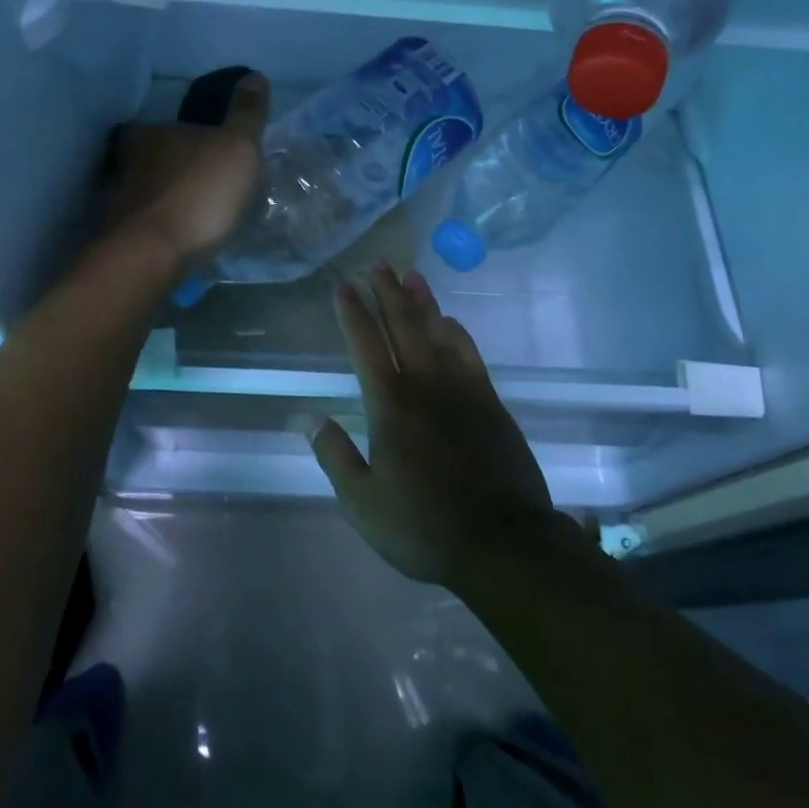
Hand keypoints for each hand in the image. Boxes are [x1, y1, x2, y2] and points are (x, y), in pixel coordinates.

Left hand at [104, 73, 268, 269]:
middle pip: (156, 157)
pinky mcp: (116, 235)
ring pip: (147, 190)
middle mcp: (125, 159)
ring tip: (198, 216)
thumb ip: (246, 114)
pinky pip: (145, 222)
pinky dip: (160, 225)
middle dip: (179, 168)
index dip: (192, 136)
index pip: (169, 124)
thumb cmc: (199, 193)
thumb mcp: (238, 147)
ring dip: (168, 198)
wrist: (150, 256)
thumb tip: (254, 76)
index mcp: (150, 131)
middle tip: (210, 185)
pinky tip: (180, 238)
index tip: (212, 151)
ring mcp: (116, 199)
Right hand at [310, 265, 562, 588]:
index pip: (366, 346)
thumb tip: (305, 417)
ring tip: (411, 275)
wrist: (502, 543)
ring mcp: (463, 390)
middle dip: (387, 293)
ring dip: (423, 302)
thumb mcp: (362, 502)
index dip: (353, 314)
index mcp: (391, 406)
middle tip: (377, 264)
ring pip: (439, 332)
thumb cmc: (423, 526)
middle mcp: (426, 385)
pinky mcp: (491, 402)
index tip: (343, 287)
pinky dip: (458, 333)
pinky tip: (450, 321)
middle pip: (404, 326)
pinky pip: (470, 354)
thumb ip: (334, 455)